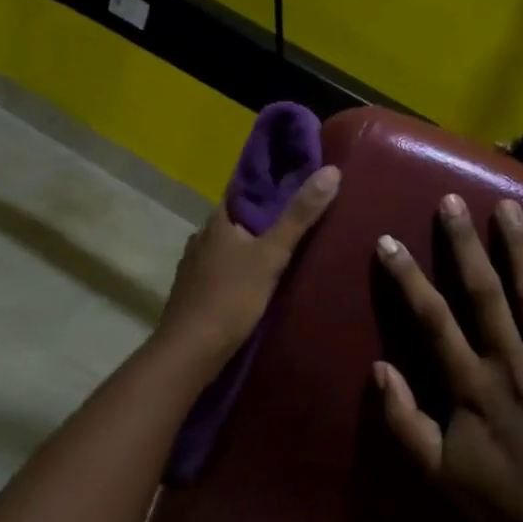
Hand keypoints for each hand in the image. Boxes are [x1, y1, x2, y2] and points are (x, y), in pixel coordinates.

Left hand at [156, 165, 341, 376]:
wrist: (191, 351)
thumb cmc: (231, 297)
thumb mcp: (272, 255)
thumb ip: (299, 216)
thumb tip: (331, 170)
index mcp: (216, 222)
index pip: (243, 192)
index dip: (268, 187)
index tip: (296, 183)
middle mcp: (200, 238)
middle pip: (237, 221)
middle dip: (262, 221)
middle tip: (299, 221)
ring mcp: (193, 267)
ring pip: (228, 248)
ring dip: (250, 248)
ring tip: (283, 253)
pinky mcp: (194, 294)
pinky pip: (222, 272)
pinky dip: (240, 272)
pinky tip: (256, 283)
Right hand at [372, 193, 522, 521]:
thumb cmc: (502, 503)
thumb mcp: (437, 473)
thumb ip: (403, 420)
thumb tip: (378, 367)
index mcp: (471, 385)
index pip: (431, 320)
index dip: (408, 278)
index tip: (389, 241)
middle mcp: (510, 363)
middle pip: (483, 293)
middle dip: (464, 244)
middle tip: (451, 201)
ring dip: (519, 248)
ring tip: (507, 206)